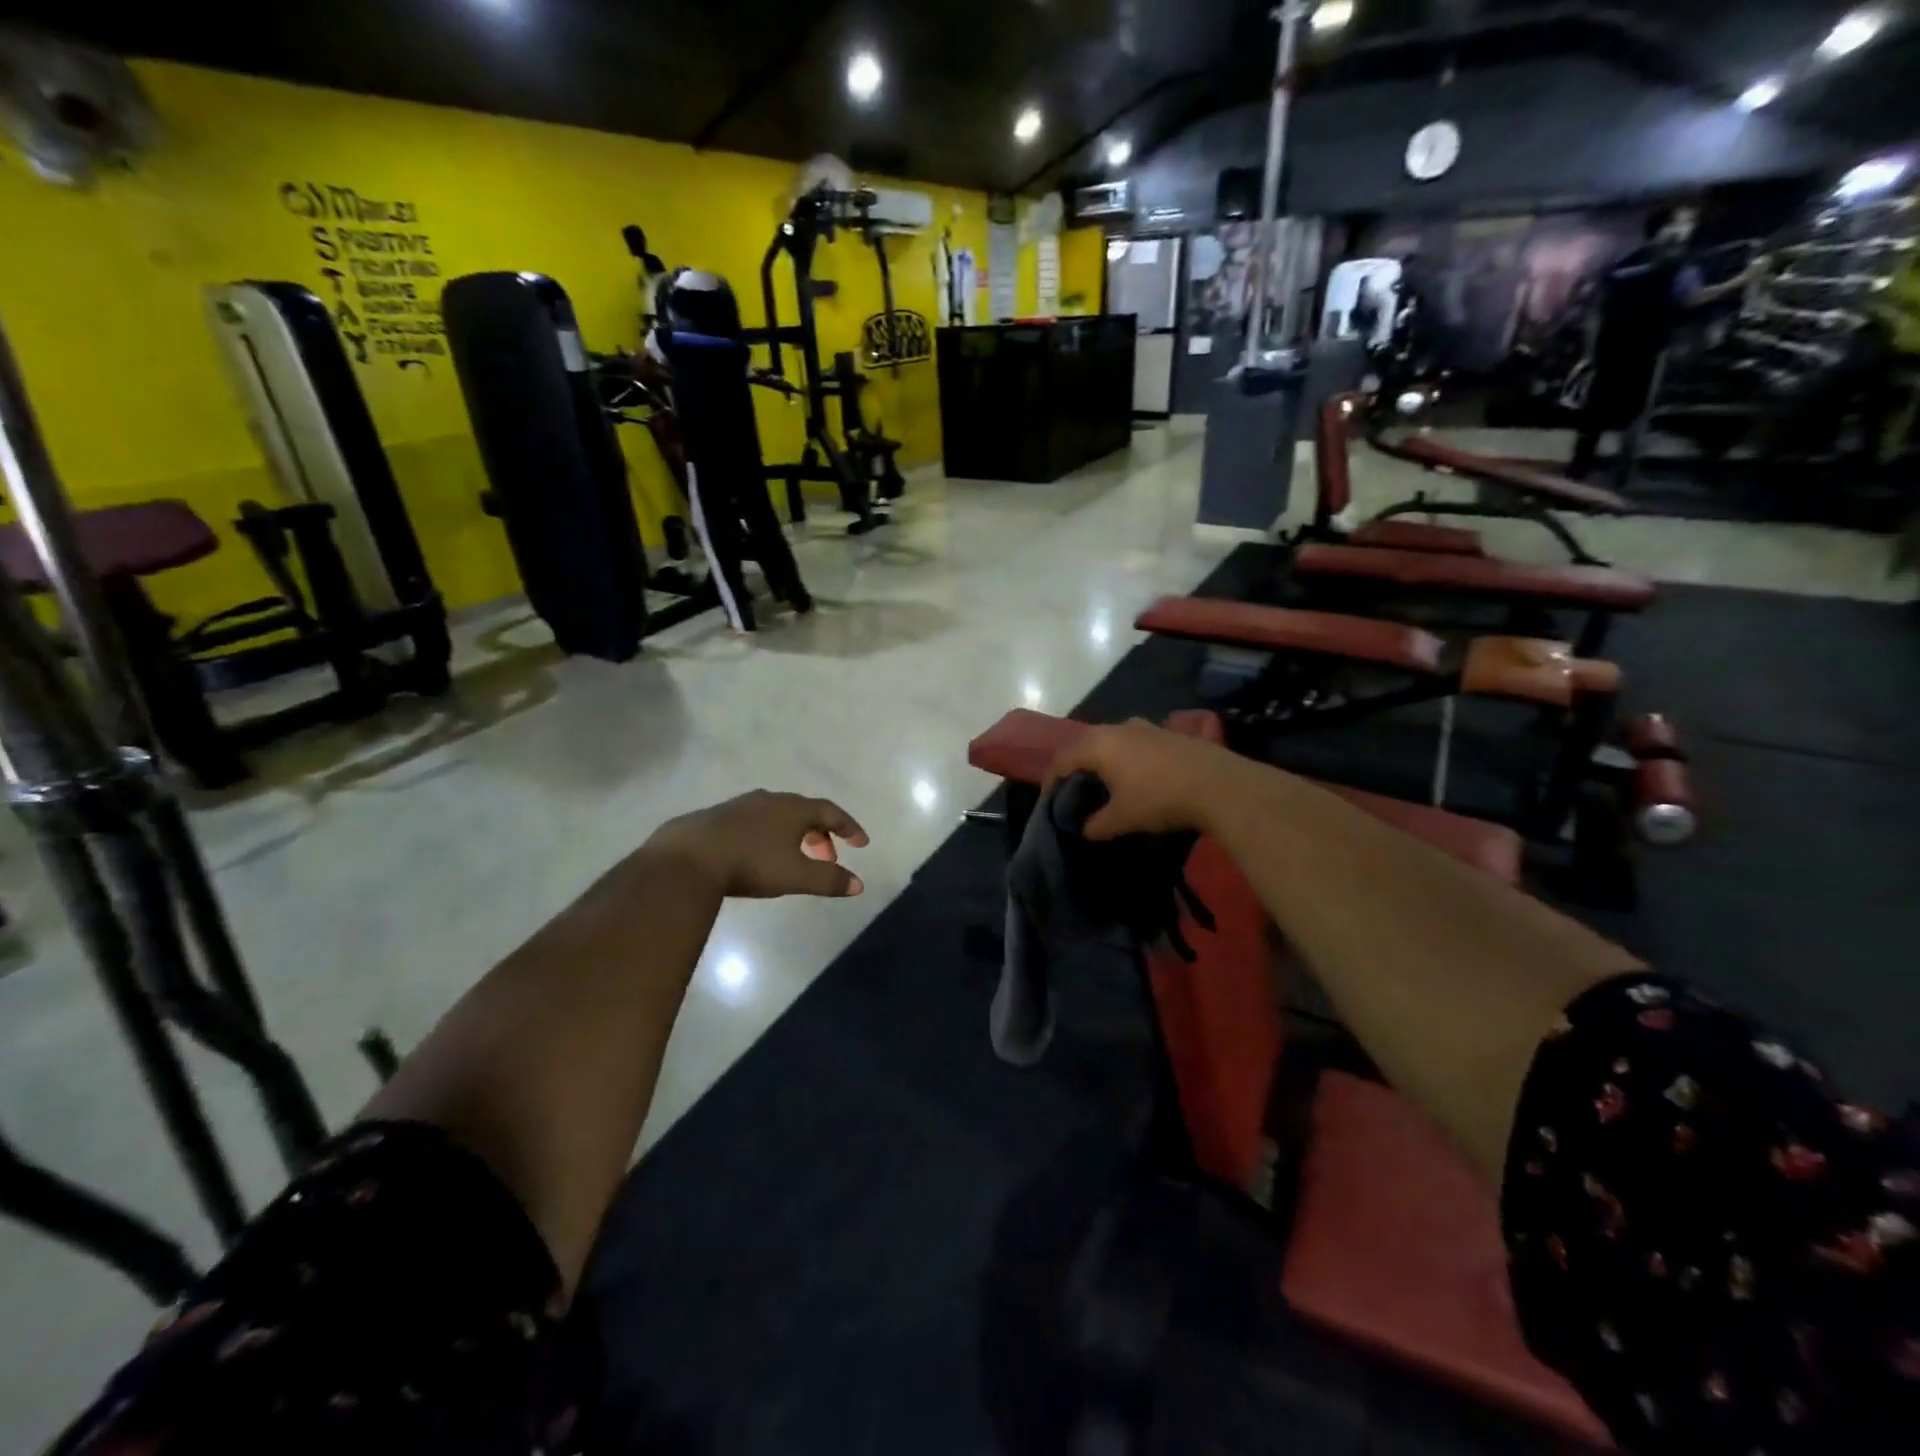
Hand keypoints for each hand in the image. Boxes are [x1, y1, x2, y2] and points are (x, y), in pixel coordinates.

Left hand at [647, 791, 869, 897]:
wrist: (688, 856)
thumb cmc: (751, 863)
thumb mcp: (796, 875)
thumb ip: (829, 880)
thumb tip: (859, 884)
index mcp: (794, 809)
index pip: (831, 812)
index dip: (849, 827)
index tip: (861, 843)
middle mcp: (771, 800)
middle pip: (805, 812)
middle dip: (822, 834)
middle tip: (828, 858)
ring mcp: (741, 805)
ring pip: (778, 815)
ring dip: (794, 834)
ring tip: (795, 857)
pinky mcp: (718, 816)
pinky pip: (755, 821)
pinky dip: (769, 835)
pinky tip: (758, 854)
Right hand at [1043, 719, 1250, 840]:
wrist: (1219, 785)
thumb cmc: (1159, 799)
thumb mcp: (1122, 819)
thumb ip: (1097, 824)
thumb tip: (1085, 829)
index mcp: (1099, 744)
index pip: (1063, 758)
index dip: (1052, 780)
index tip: (1049, 800)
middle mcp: (1119, 727)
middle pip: (1087, 745)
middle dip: (1078, 767)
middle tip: (1075, 791)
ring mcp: (1147, 727)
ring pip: (1114, 742)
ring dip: (1106, 761)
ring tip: (1107, 785)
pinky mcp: (1171, 733)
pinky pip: (1138, 744)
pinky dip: (1129, 759)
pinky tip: (1139, 778)